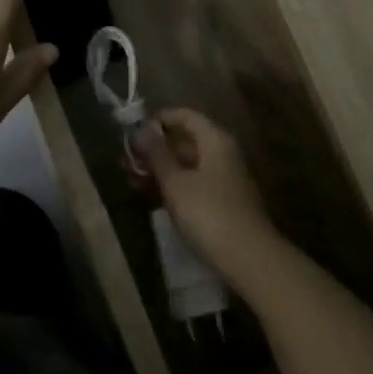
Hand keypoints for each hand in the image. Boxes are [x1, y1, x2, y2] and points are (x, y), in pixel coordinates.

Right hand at [132, 108, 277, 275]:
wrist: (248, 257)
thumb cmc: (208, 213)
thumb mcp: (176, 182)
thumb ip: (158, 154)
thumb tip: (143, 128)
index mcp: (215, 140)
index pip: (185, 116)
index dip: (158, 120)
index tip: (132, 132)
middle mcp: (222, 153)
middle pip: (185, 141)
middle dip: (154, 149)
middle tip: (124, 161)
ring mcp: (224, 178)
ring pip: (186, 165)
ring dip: (159, 170)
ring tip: (130, 180)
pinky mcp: (221, 201)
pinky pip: (192, 183)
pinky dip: (172, 186)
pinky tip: (150, 197)